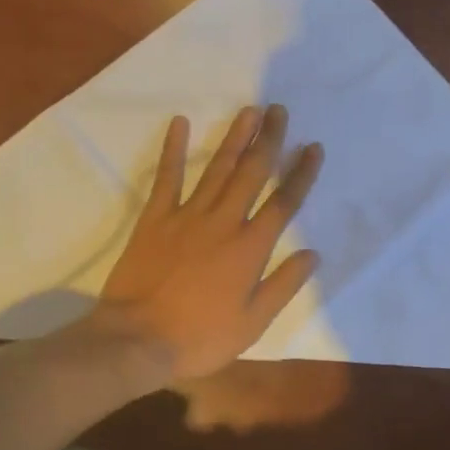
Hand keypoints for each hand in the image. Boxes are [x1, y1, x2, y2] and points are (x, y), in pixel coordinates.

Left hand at [95, 106, 323, 384]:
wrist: (137, 339)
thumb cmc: (200, 337)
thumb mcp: (252, 323)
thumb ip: (283, 285)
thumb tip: (312, 254)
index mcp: (250, 248)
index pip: (283, 203)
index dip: (301, 173)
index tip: (312, 147)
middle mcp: (223, 222)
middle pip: (252, 173)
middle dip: (268, 140)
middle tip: (278, 110)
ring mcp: (187, 216)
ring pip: (217, 168)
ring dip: (234, 138)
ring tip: (249, 111)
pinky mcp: (155, 218)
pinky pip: (167, 177)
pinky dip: (172, 149)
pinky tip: (180, 123)